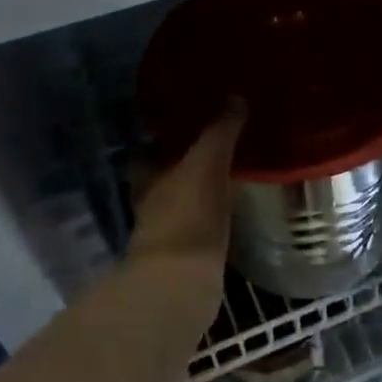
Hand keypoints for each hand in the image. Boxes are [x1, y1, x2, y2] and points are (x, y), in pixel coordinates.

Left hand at [128, 104, 244, 284]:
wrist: (182, 283)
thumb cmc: (187, 215)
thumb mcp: (206, 163)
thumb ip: (220, 131)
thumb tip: (235, 97)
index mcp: (148, 178)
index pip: (145, 152)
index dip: (159, 140)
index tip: (182, 126)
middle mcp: (151, 204)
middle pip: (162, 179)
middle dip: (181, 166)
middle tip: (212, 149)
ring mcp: (167, 234)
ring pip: (180, 204)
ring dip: (197, 194)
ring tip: (228, 177)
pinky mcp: (187, 258)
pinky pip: (198, 228)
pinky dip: (210, 219)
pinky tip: (231, 212)